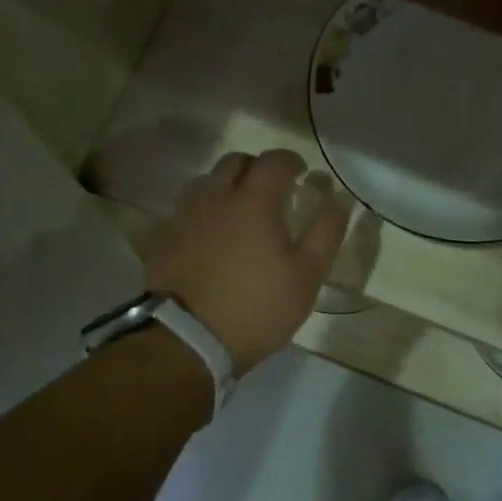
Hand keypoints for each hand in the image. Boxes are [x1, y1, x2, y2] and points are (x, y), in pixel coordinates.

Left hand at [144, 148, 349, 375]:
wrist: (188, 339)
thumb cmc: (257, 307)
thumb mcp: (306, 276)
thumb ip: (326, 232)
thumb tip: (338, 198)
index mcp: (252, 201)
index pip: (274, 161)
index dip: (291, 161)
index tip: (300, 173)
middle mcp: (214, 197)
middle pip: (234, 162)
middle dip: (256, 168)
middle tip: (271, 190)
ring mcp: (183, 216)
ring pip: (205, 182)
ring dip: (225, 186)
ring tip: (237, 211)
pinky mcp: (162, 238)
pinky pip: (186, 211)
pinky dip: (203, 212)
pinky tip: (209, 236)